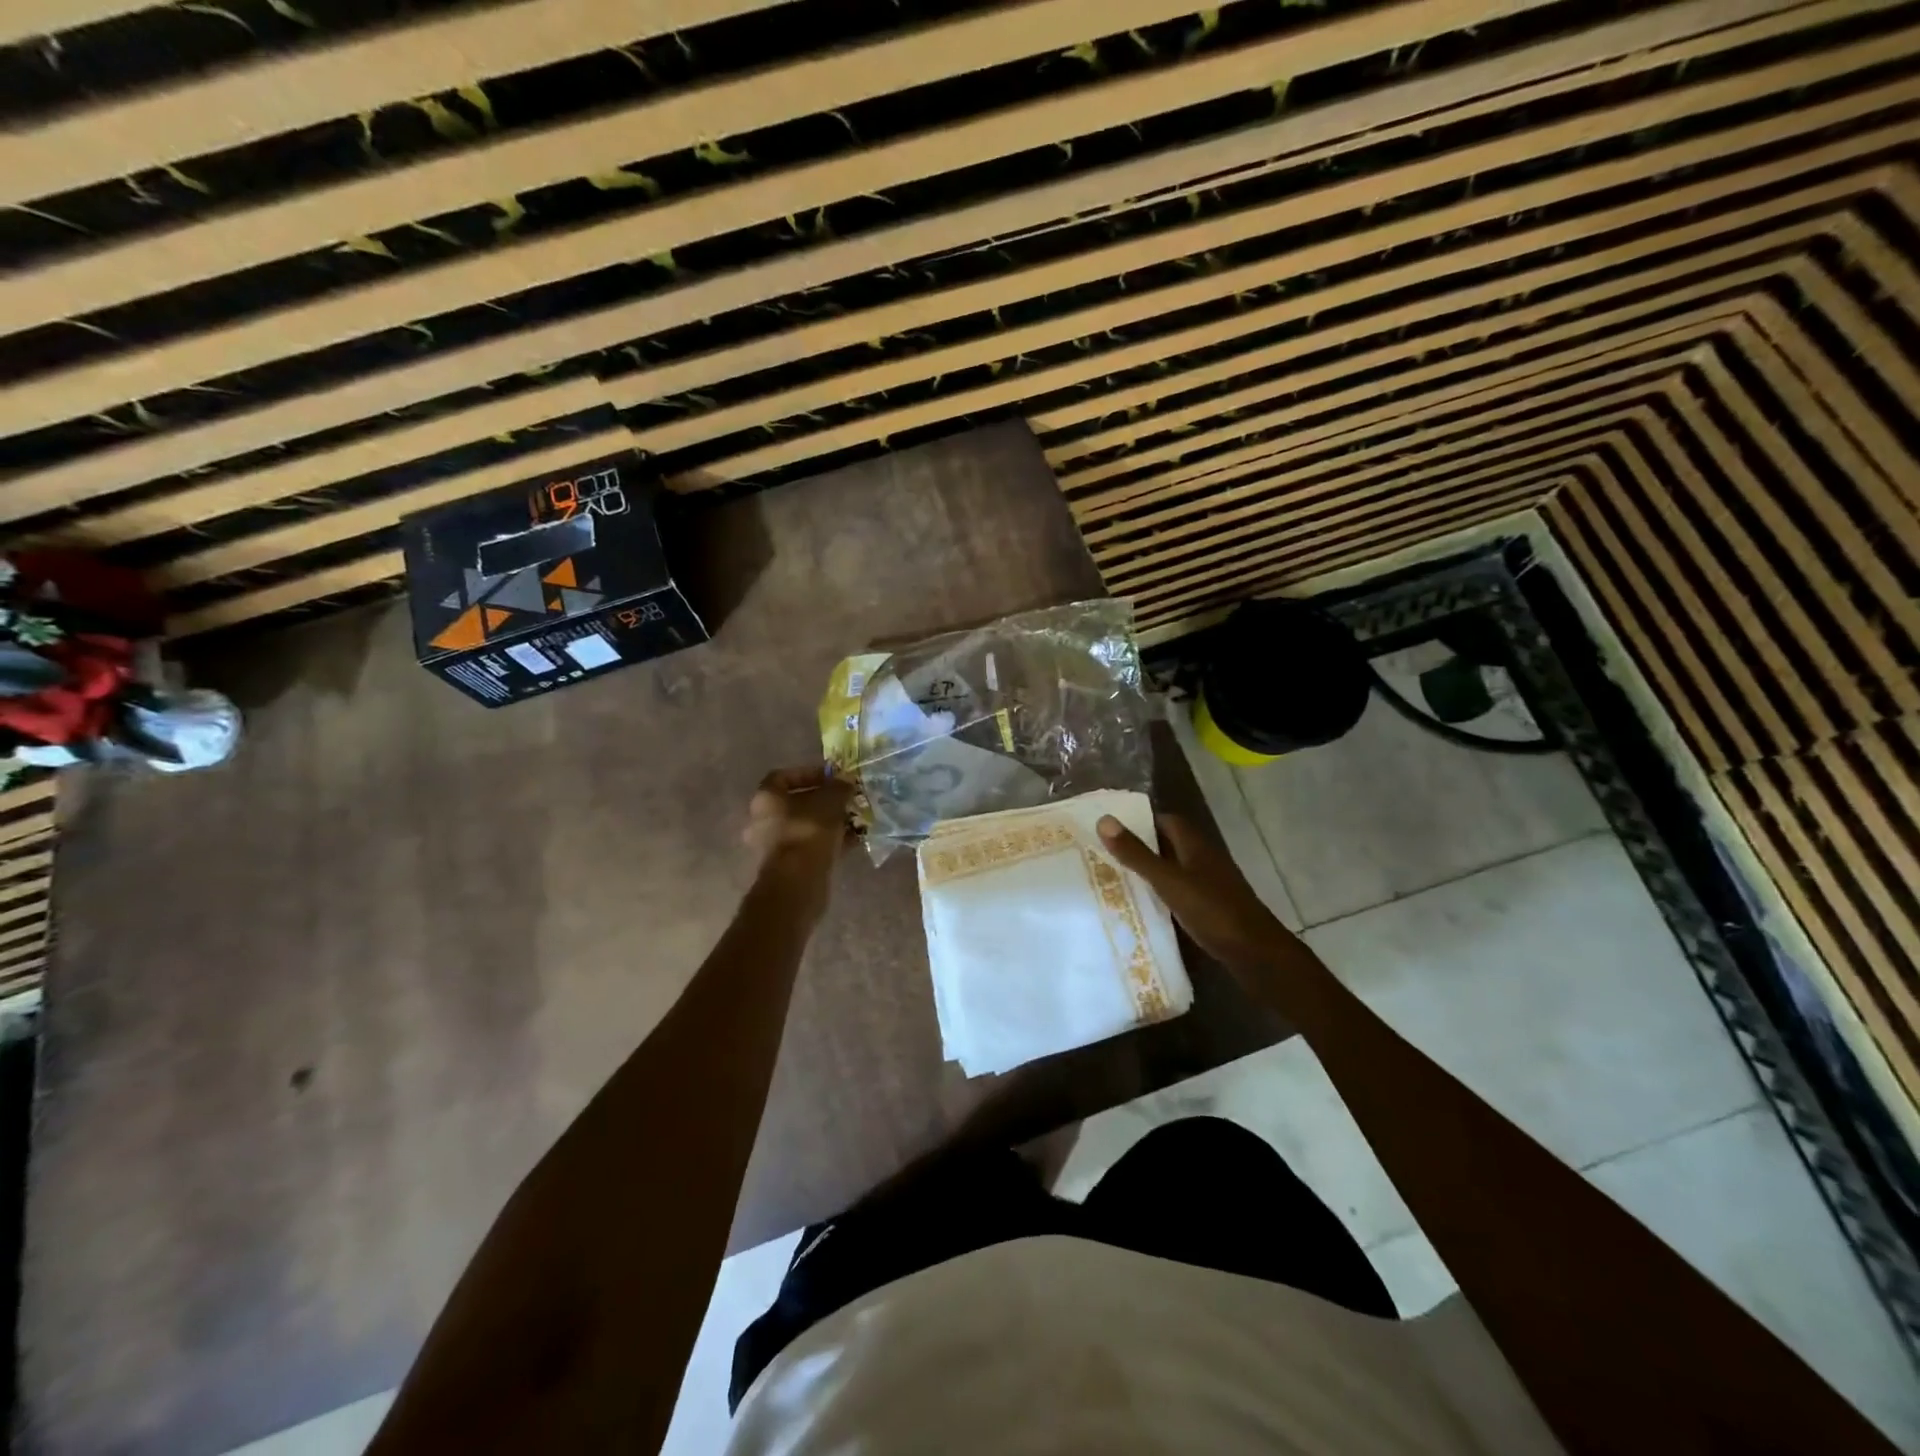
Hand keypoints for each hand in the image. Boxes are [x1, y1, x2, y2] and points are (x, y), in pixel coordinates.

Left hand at [743, 766, 854, 875]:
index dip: (808, 773)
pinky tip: (851, 841)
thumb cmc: (809, 830)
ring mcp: (773, 845)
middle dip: (822, 801)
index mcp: (766, 798)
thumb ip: (839, 787)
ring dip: (827, 822)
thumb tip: (845, 780)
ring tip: (852, 820)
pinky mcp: (786, 866)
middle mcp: (762, 820)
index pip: (783, 776)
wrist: (798, 880)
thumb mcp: (831, 801)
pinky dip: (827, 841)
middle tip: (845, 800)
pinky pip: (809, 846)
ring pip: (804, 826)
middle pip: (795, 803)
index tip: (832, 778)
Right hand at [1097, 813, 1301, 975]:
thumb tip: (1103, 820)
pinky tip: (1143, 905)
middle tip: (1105, 853)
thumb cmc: (1212, 910)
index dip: (1140, 820)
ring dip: (1151, 870)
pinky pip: (1181, 891)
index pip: (1166, 820)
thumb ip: (1136, 854)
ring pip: (1175, 868)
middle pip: (1169, 844)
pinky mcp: (1211, 907)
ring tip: (1116, 877)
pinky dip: (1162, 893)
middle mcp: (1204, 859)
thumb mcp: (1168, 881)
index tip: (1111, 827)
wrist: (1256, 954)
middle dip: (1141, 846)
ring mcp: (1210, 884)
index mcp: (1195, 845)